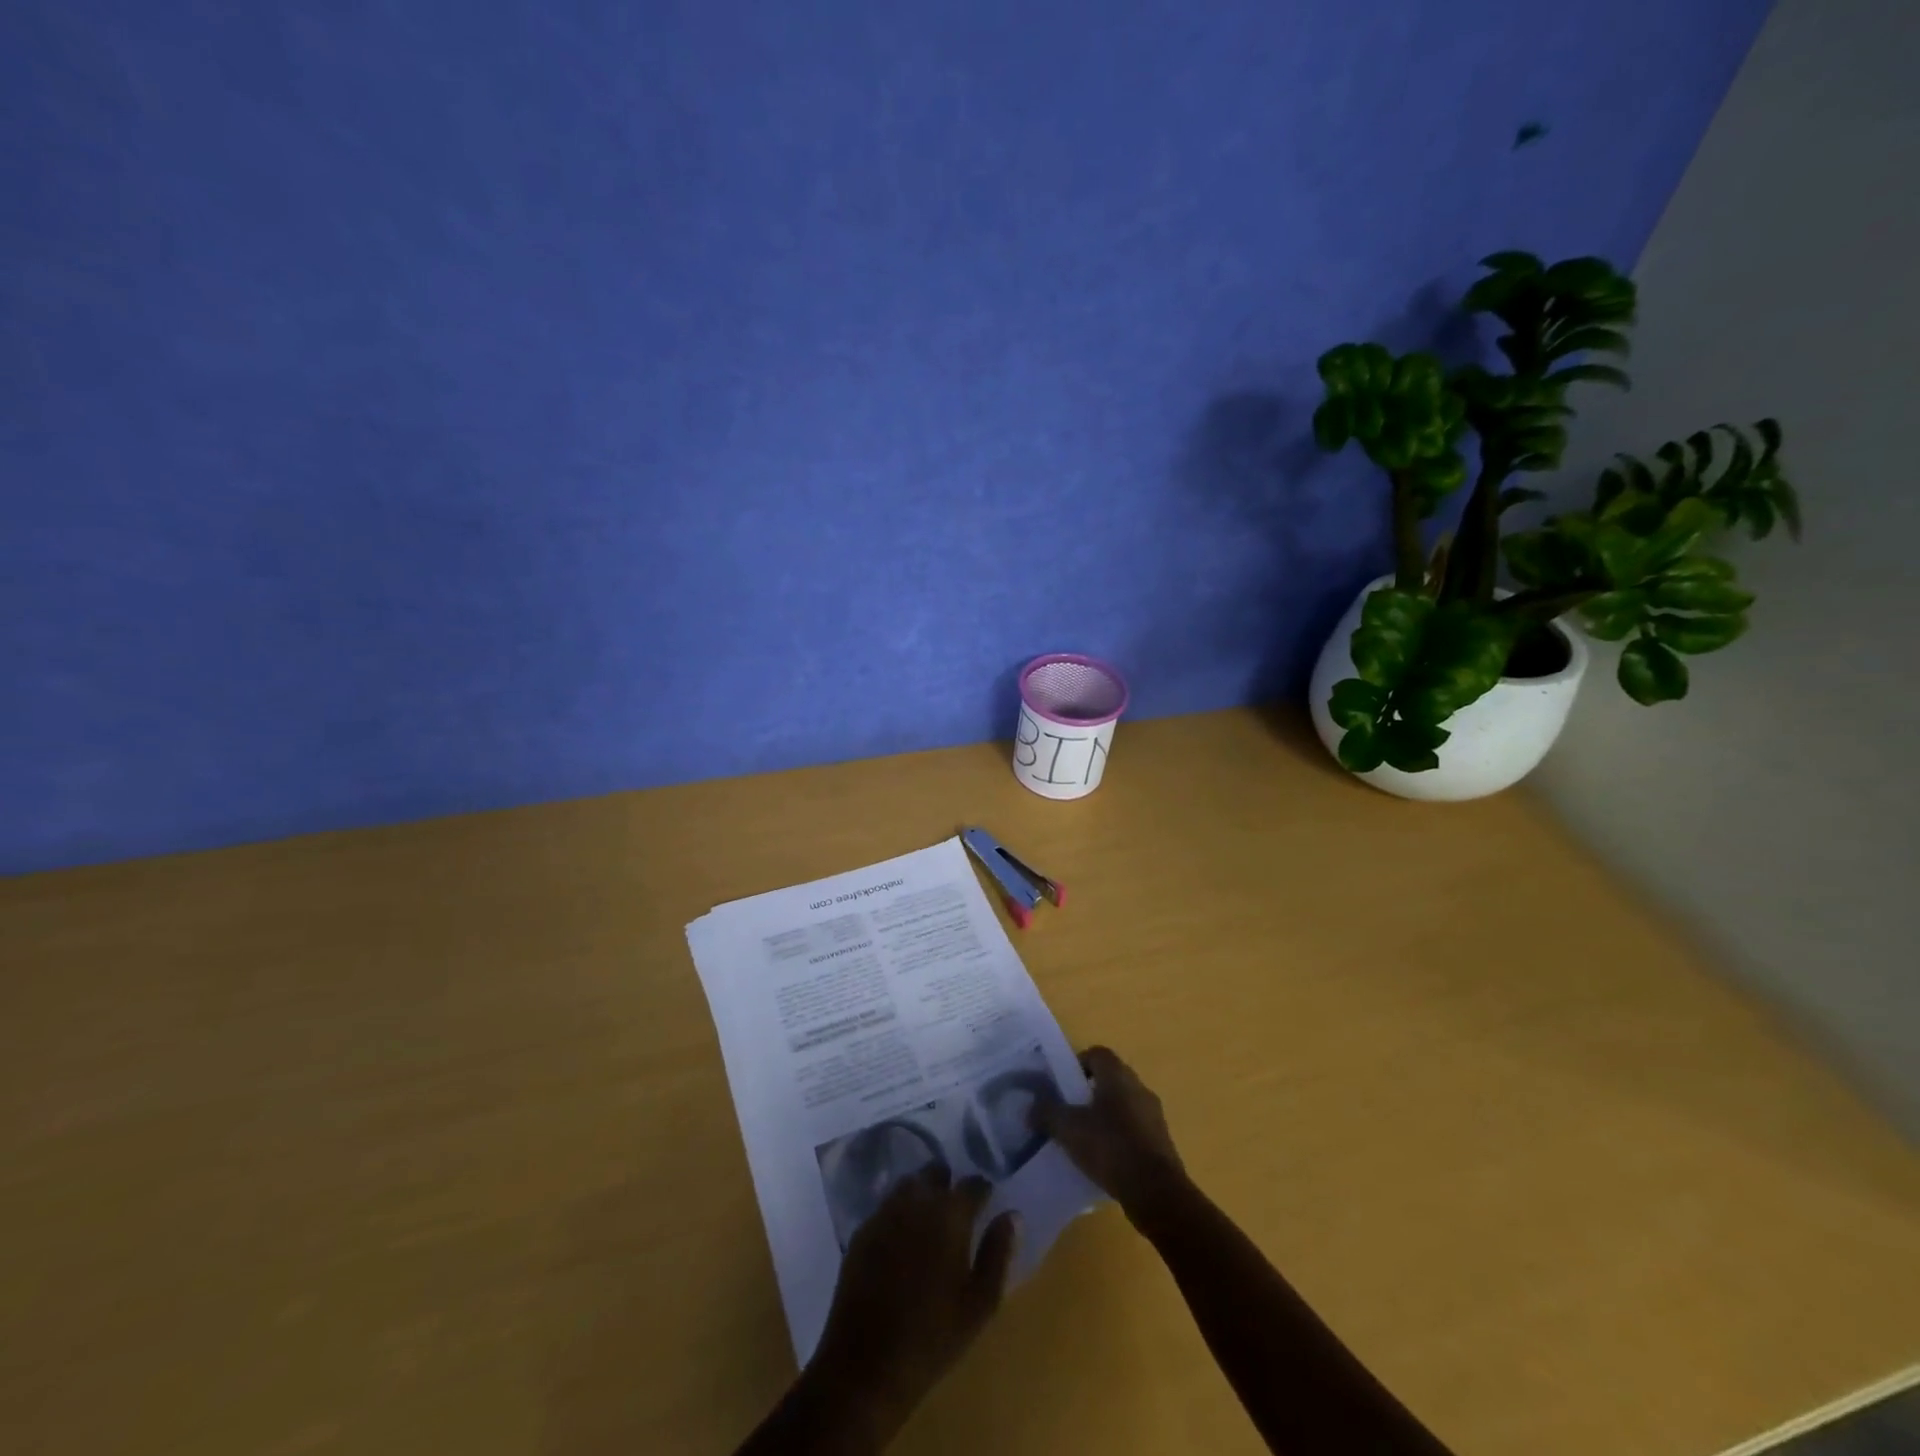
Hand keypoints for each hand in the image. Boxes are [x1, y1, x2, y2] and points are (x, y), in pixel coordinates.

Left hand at [806, 1164, 1019, 1444]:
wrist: (866, 1365)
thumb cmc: (932, 1337)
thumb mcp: (979, 1304)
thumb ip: (998, 1253)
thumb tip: (1012, 1215)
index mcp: (950, 1214)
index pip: (972, 1183)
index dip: (982, 1191)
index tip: (986, 1204)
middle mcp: (916, 1201)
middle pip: (935, 1173)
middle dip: (948, 1184)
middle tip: (956, 1211)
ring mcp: (884, 1212)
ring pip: (909, 1184)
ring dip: (922, 1193)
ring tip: (929, 1220)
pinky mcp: (862, 1230)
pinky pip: (886, 1206)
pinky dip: (899, 1212)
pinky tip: (902, 1238)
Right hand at [1036, 1046, 1188, 1225]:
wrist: (1157, 1192)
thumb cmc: (1111, 1148)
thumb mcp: (1069, 1129)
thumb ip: (1047, 1113)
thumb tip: (1031, 1106)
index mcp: (1118, 1075)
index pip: (1096, 1054)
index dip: (1077, 1064)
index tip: (1062, 1086)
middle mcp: (1138, 1087)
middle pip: (1109, 1079)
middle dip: (1088, 1092)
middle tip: (1068, 1111)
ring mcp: (1153, 1114)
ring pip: (1122, 1105)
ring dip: (1104, 1116)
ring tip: (1084, 1138)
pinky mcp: (1161, 1141)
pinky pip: (1134, 1129)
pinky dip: (1118, 1137)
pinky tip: (1104, 1159)